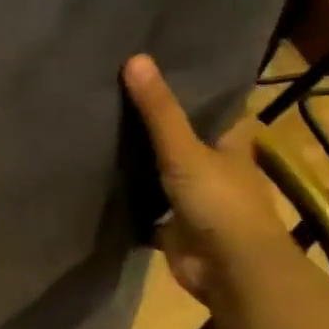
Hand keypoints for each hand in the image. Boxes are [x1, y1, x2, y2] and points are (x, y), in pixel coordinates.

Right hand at [122, 54, 298, 304]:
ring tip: (99, 128)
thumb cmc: (220, 202)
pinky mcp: (174, 226)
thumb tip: (135, 58)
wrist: (230, 271)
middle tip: (115, 93)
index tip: (162, 66)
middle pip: (185, 138)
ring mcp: (195, 199)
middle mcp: (216, 167)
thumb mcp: (184, 149)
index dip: (194, 89)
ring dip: (140, 161)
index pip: (216, 107)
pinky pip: (146, 208)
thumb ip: (158, 110)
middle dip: (157, 123)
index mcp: (231, 144)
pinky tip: (97, 180)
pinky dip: (127, 199)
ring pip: (163, 172)